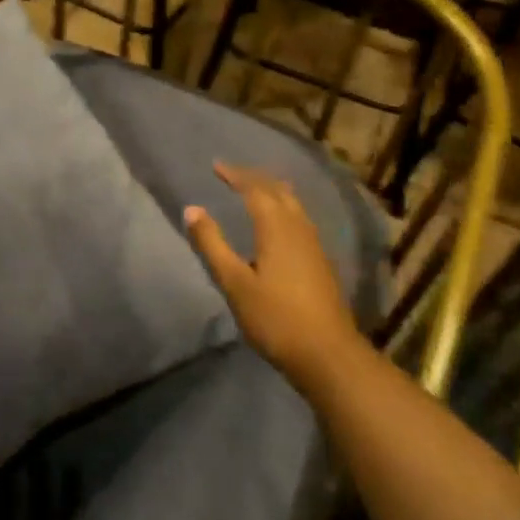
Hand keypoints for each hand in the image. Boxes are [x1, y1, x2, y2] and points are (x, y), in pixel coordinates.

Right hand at [184, 163, 358, 383]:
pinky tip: (280, 224)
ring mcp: (314, 245)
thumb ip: (212, 245)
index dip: (235, 175)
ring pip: (294, 205)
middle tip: (234, 173)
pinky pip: (300, 219)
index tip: (216, 166)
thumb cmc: (275, 318)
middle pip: (278, 191)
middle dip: (255, 178)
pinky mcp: (320, 262)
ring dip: (273, 191)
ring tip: (256, 189)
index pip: (254, 190)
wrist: (327, 354)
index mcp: (277, 228)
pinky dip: (284, 208)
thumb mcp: (234, 283)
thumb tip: (192, 209)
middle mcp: (298, 229)